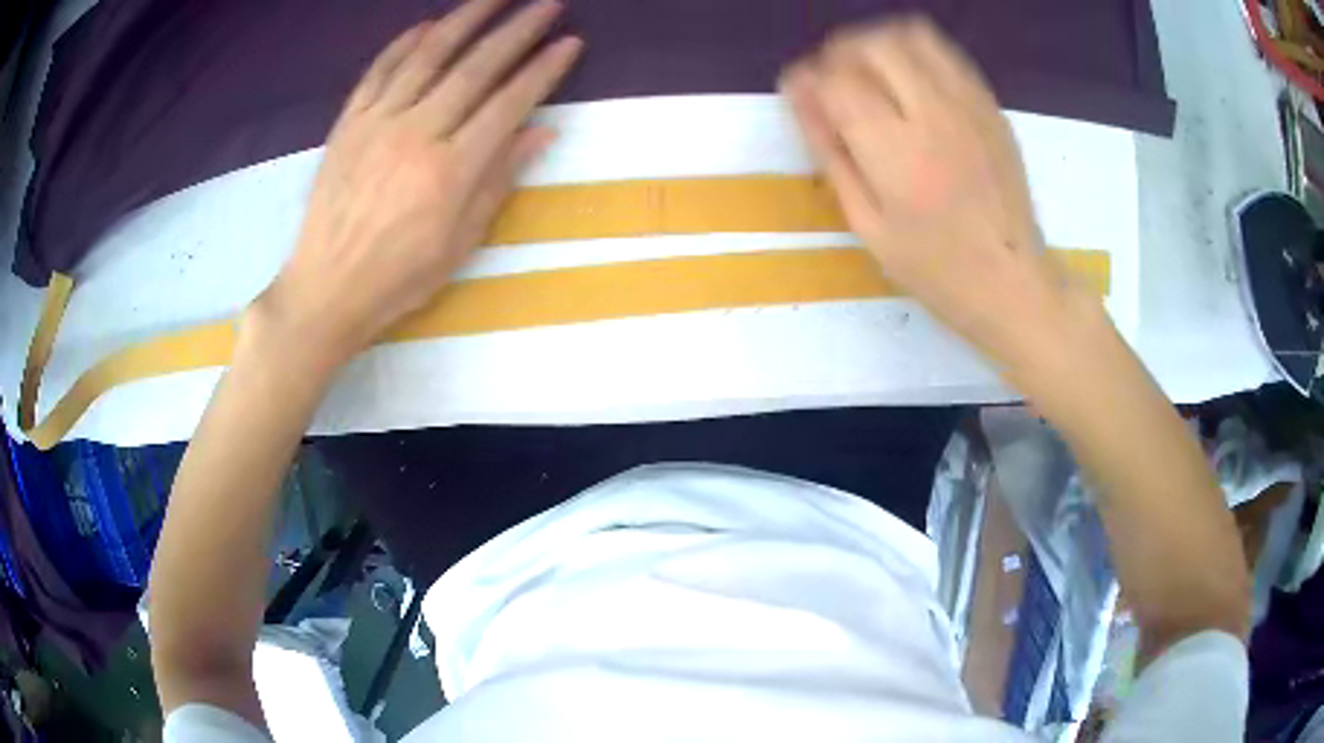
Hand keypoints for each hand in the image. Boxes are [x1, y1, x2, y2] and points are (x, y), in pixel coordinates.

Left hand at [256, 0, 581, 373]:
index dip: (542, 70)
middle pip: (474, 68)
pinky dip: (403, 43)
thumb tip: (543, 130)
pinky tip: (427, 24)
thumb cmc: (399, 276)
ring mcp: (377, 123)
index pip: (508, 103)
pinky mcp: (348, 124)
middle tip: (547, 3)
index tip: (569, 43)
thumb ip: (500, 179)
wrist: (326, 288)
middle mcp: (416, 134)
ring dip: (465, 19)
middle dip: (516, 31)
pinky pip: (378, 72)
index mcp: (451, 169)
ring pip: (427, 56)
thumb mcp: (461, 242)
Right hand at [781, 19, 1078, 371]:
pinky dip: (917, 55)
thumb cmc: (934, 268)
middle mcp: (934, 114)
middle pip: (873, 44)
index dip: (807, 78)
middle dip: (840, 52)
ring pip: (912, 36)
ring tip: (871, 73)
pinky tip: (911, 85)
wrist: (1012, 281)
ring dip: (878, 44)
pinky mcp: (991, 106)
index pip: (836, 81)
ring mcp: (969, 105)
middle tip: (834, 80)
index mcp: (897, 152)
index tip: (800, 92)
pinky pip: (946, 55)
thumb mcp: (867, 224)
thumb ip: (831, 153)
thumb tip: (800, 97)